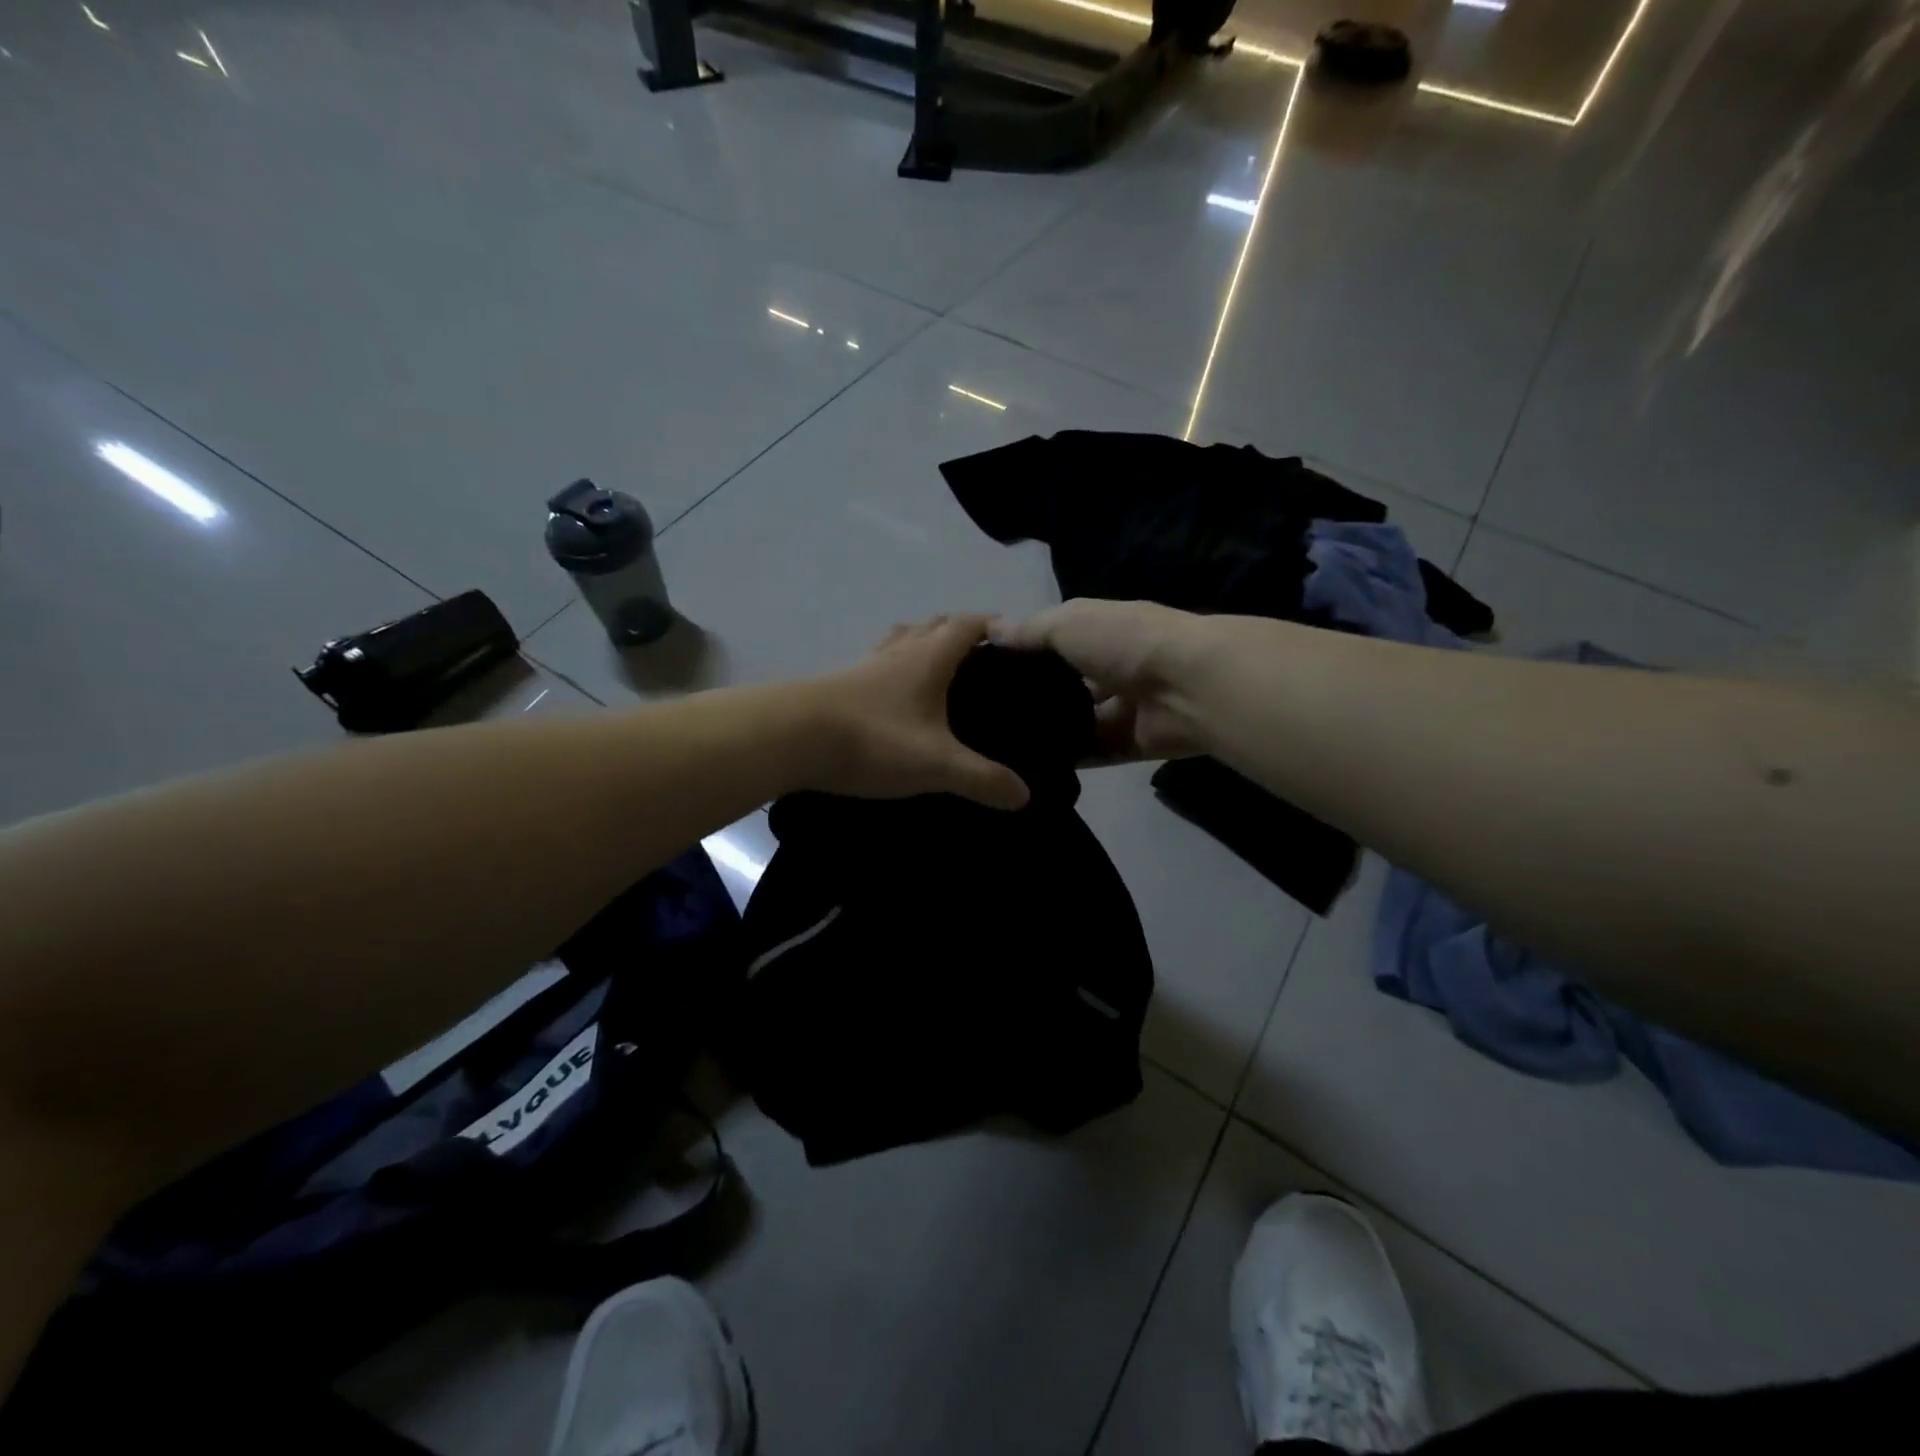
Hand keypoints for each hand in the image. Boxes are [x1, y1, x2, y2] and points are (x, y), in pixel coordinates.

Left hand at [801, 614, 1030, 810]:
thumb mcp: (937, 765)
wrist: (790, 737)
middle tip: (978, 658)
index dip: (991, 626)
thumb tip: (1024, 795)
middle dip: (957, 632)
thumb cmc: (874, 739)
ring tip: (935, 671)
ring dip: (920, 645)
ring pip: (899, 641)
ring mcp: (863, 665)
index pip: (967, 625)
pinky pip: (874, 665)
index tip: (1011, 637)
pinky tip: (890, 697)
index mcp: (929, 657)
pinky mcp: (837, 684)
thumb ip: (983, 780)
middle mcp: (898, 651)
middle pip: (932, 625)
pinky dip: (891, 670)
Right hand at [990, 599, 1211, 761]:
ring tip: (1003, 747)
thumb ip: (1029, 631)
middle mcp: (1112, 667)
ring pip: (1080, 722)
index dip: (1023, 656)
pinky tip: (1034, 766)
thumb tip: (989, 629)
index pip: (1054, 643)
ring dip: (1051, 732)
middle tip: (988, 718)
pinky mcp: (1133, 742)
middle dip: (1035, 699)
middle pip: (1067, 686)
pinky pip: (1096, 752)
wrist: (1188, 685)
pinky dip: (1072, 758)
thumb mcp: (1067, 623)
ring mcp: (1124, 707)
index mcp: (1100, 631)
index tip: (982, 674)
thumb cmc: (1124, 641)